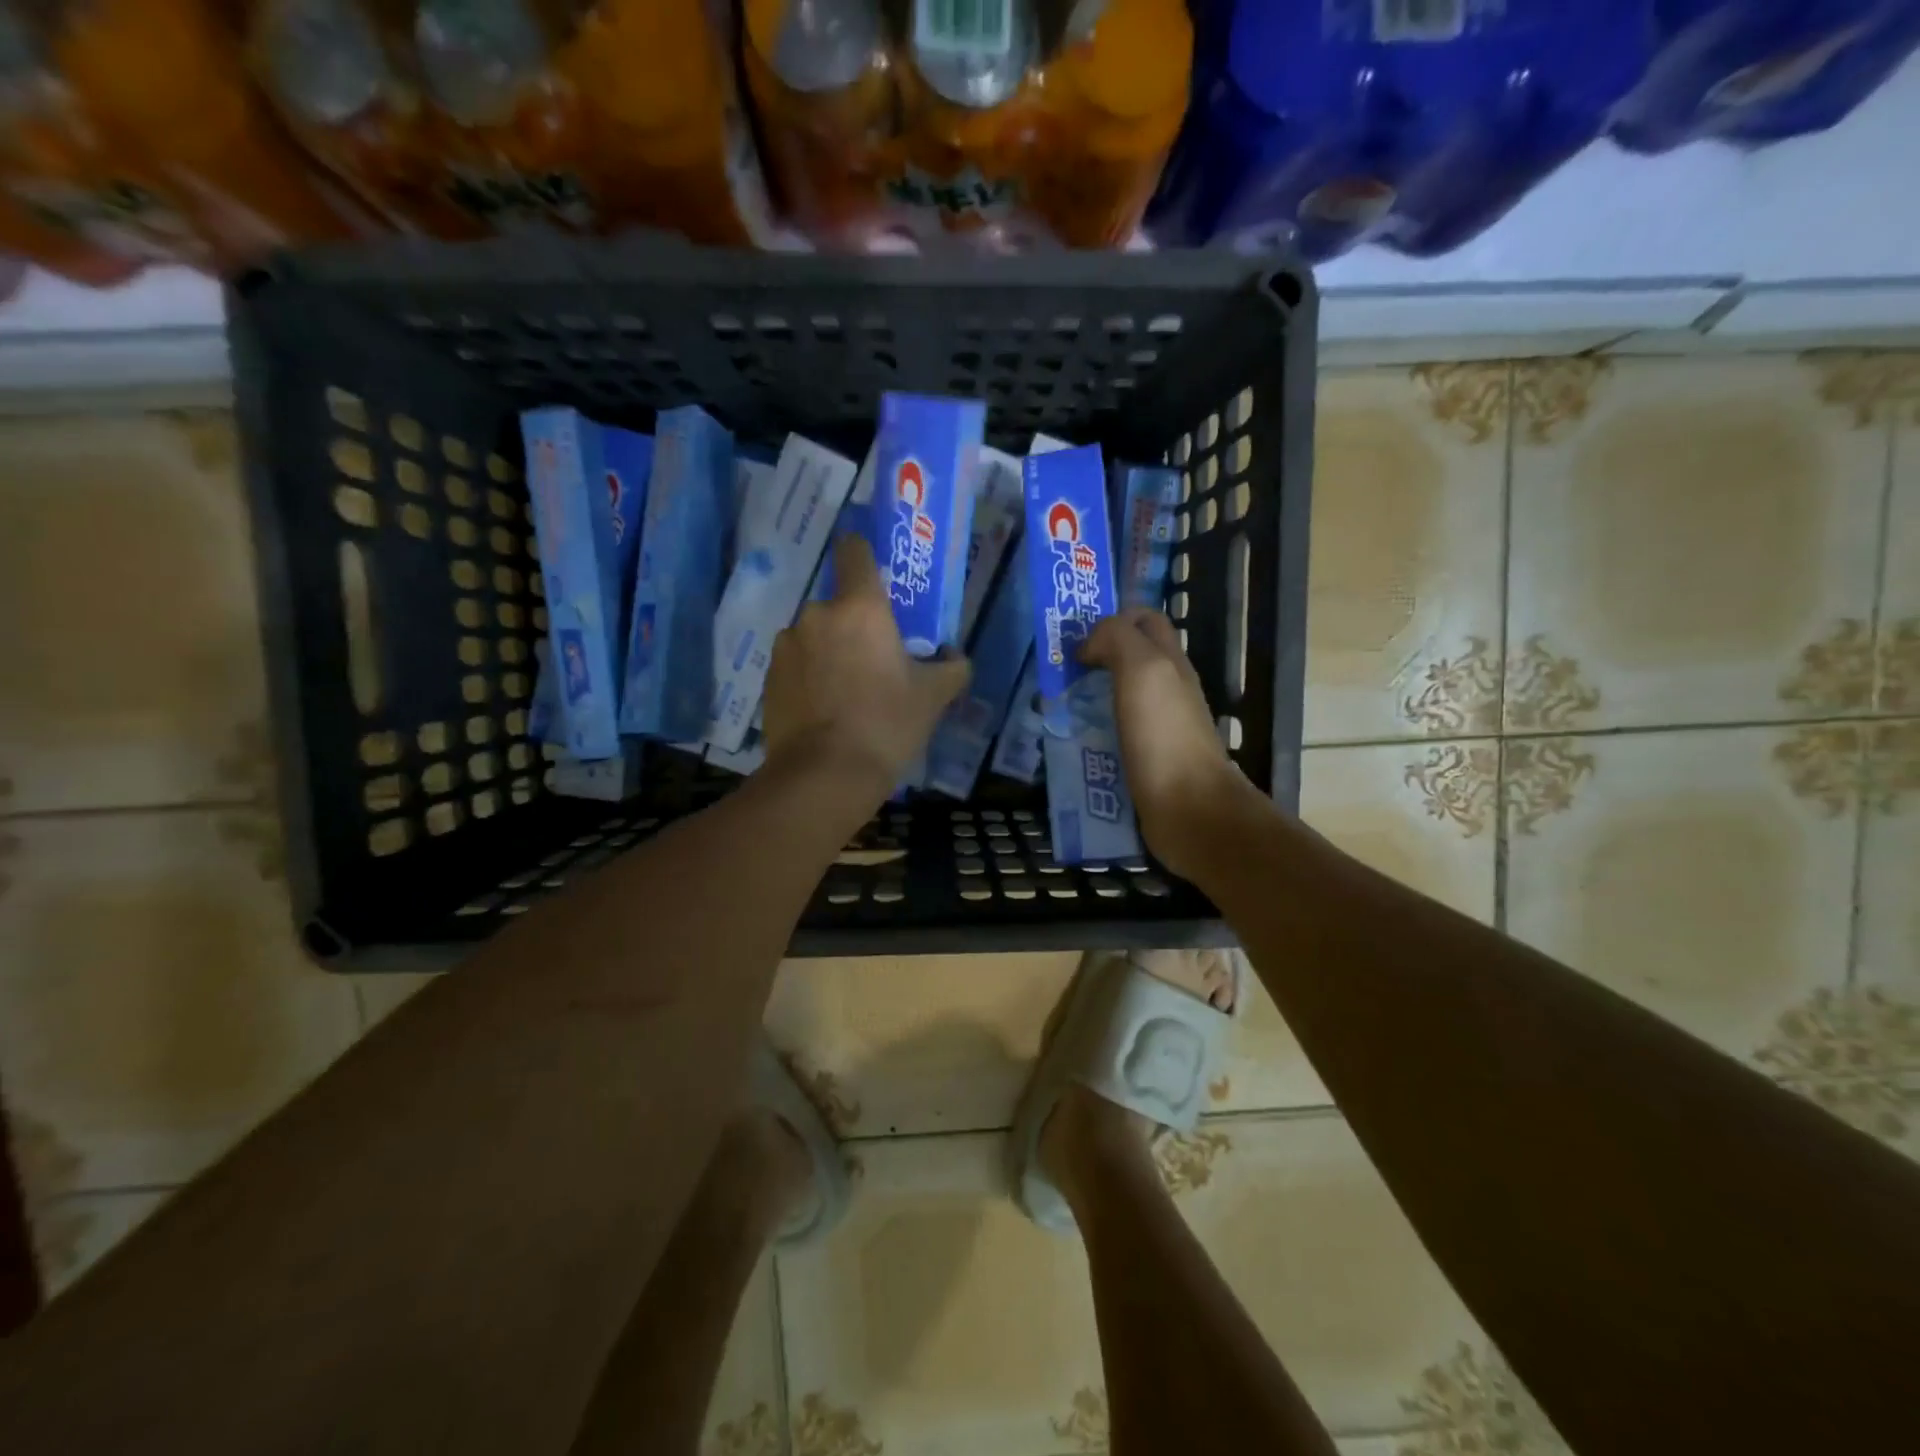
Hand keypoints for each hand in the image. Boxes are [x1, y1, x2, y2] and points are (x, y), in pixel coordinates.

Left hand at [763, 535, 969, 803]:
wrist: (824, 776)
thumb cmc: (886, 724)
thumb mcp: (933, 697)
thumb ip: (951, 667)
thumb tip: (954, 657)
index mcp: (860, 608)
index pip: (855, 551)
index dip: (865, 556)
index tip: (877, 578)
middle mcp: (817, 615)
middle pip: (839, 605)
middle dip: (854, 626)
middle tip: (875, 662)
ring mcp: (787, 646)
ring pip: (815, 636)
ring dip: (829, 652)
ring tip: (846, 693)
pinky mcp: (768, 677)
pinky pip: (796, 664)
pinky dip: (809, 677)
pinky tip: (824, 711)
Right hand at [1081, 609, 1259, 880]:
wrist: (1190, 810)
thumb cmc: (1165, 736)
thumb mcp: (1142, 670)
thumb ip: (1116, 640)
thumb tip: (1088, 646)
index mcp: (1169, 661)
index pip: (1144, 620)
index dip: (1111, 619)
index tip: (1076, 639)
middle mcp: (1168, 689)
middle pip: (1130, 659)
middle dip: (1094, 658)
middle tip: (1059, 672)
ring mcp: (1158, 727)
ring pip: (1119, 697)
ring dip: (1087, 697)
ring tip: (1054, 708)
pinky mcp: (1146, 760)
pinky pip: (1114, 734)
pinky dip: (1092, 733)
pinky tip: (1071, 743)